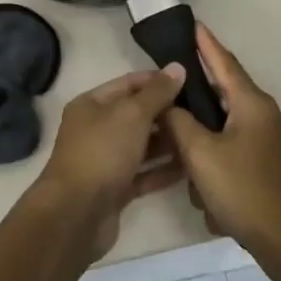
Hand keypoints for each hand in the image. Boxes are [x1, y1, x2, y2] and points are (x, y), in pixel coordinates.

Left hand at [38, 66, 186, 257]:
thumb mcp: (132, 114)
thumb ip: (157, 93)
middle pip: (136, 116)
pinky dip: (164, 170)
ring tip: (202, 137)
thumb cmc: (102, 152)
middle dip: (167, 113)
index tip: (190, 81)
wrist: (76, 212)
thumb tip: (177, 67)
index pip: (128, 84)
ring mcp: (105, 161)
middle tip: (204, 112)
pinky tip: (192, 167)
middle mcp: (95, 130)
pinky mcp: (115, 189)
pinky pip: (144, 174)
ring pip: (142, 146)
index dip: (157, 80)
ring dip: (169, 142)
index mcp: (91, 105)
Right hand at [163, 25, 280, 272]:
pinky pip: (240, 153)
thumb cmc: (244, 192)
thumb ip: (179, 123)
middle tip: (169, 96)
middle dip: (197, 101)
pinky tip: (207, 191)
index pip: (225, 63)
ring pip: (230, 130)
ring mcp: (277, 143)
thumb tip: (167, 103)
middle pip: (226, 96)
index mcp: (253, 105)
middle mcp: (269, 117)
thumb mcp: (200, 155)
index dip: (206, 44)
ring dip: (206, 144)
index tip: (193, 24)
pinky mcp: (278, 167)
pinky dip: (220, 164)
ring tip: (184, 164)